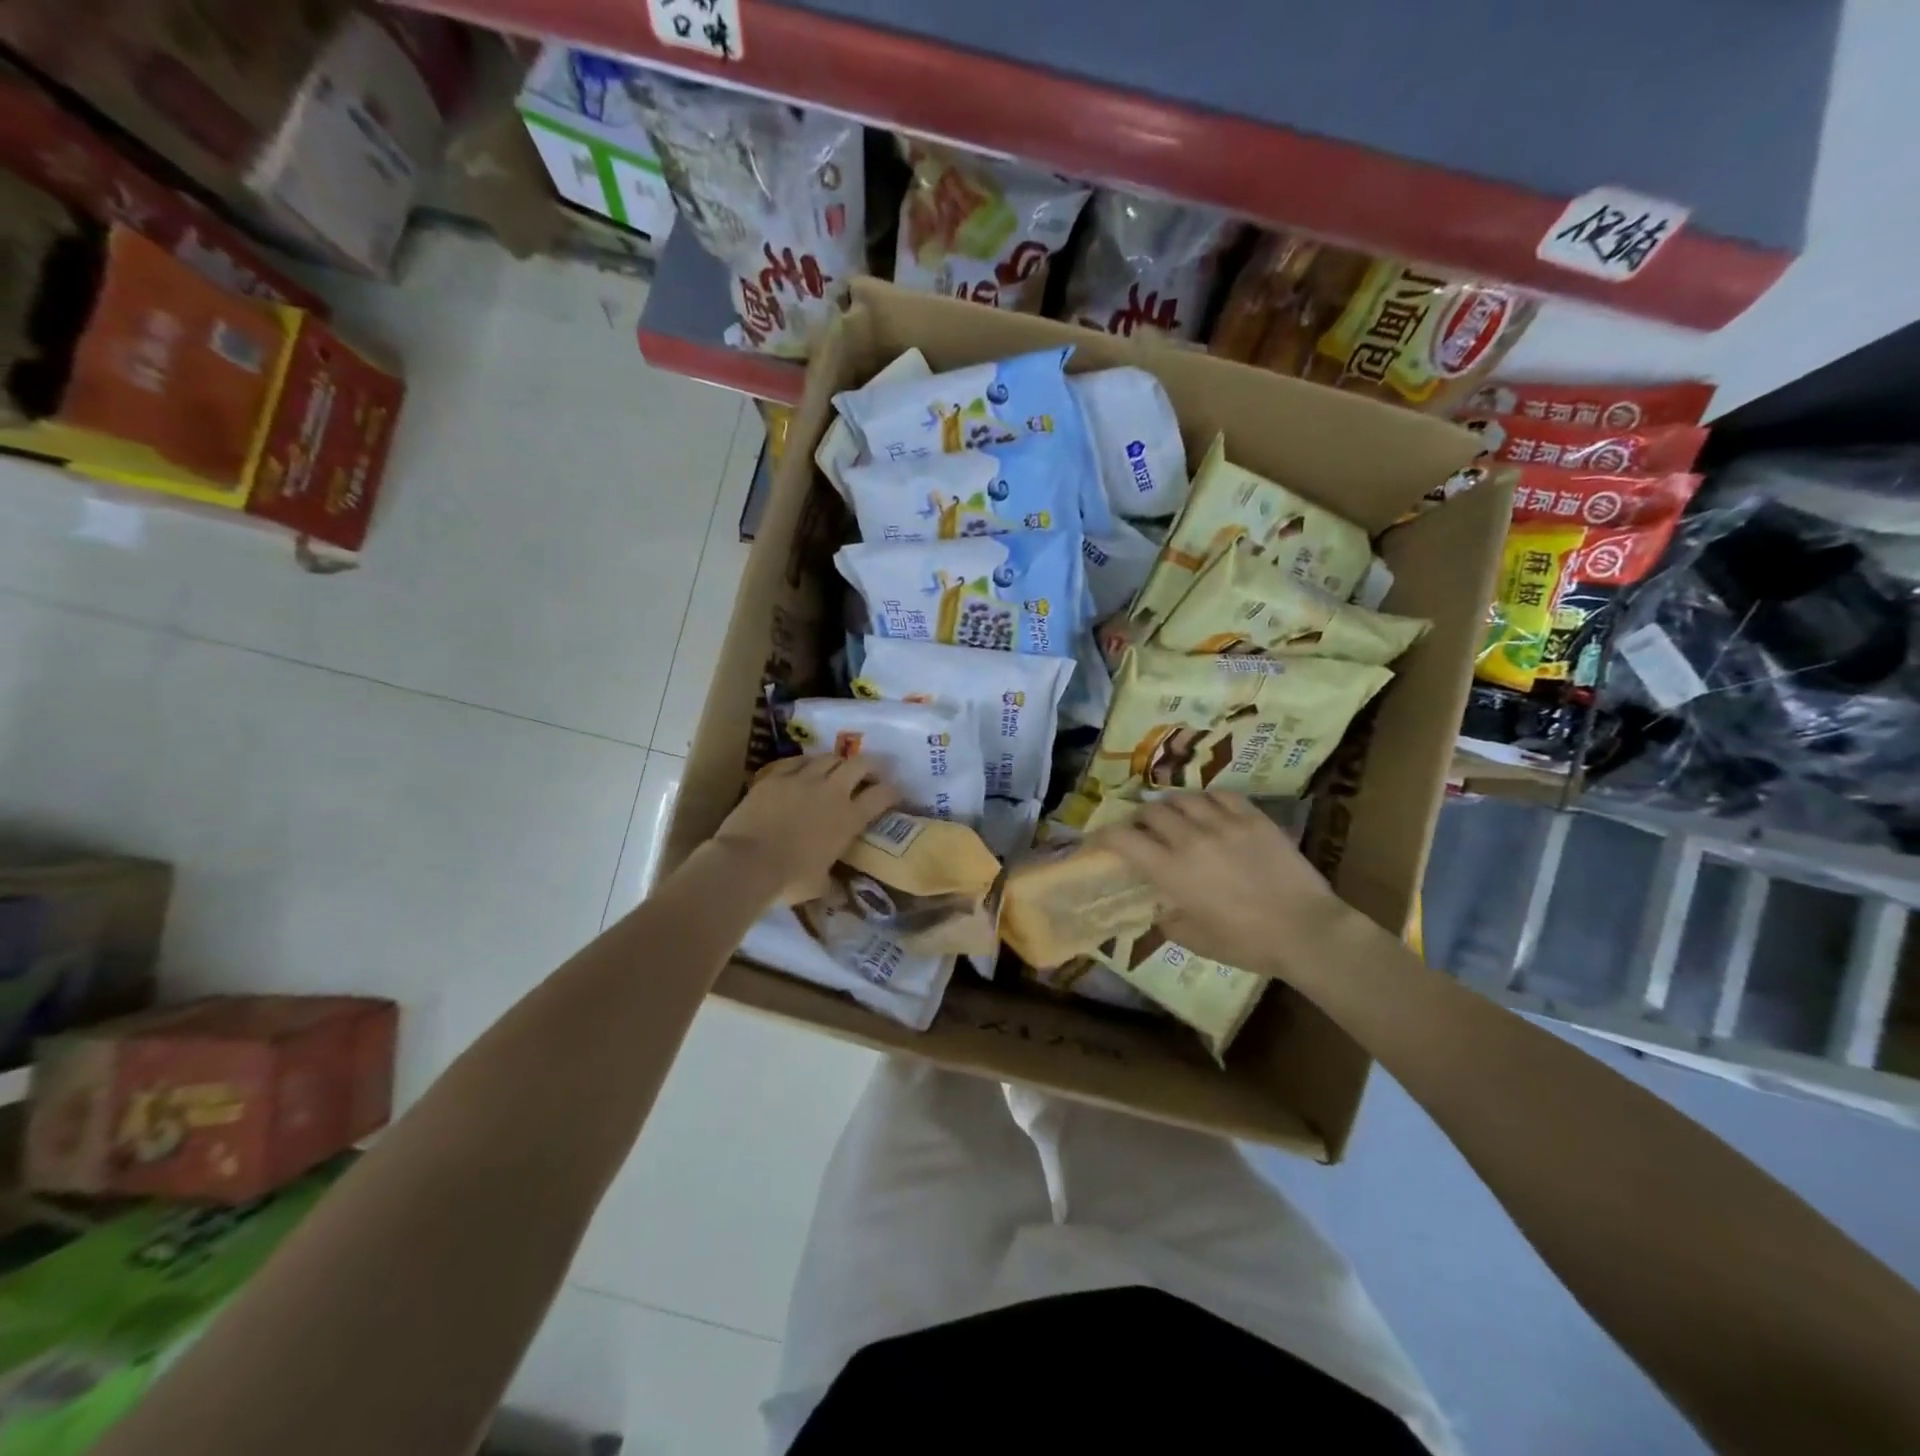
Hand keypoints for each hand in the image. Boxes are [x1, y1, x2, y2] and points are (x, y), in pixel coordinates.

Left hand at [706, 756, 900, 900]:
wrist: (746, 863)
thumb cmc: (788, 879)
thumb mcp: (819, 886)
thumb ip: (833, 885)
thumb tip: (841, 896)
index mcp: (849, 819)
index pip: (881, 795)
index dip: (892, 792)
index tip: (894, 794)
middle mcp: (831, 792)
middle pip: (859, 764)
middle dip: (870, 765)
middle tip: (870, 774)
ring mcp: (802, 780)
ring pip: (829, 757)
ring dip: (838, 762)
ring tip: (837, 770)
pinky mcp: (775, 776)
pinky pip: (796, 761)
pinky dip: (806, 763)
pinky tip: (805, 768)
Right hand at [1098, 793, 1341, 976]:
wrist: (1305, 930)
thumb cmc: (1247, 943)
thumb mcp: (1196, 941)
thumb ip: (1169, 922)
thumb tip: (1159, 910)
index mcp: (1170, 871)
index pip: (1123, 839)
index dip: (1105, 835)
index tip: (1101, 839)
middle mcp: (1190, 839)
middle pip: (1151, 811)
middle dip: (1140, 819)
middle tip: (1144, 829)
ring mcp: (1223, 824)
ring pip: (1184, 798)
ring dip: (1172, 805)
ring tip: (1176, 814)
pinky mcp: (1253, 818)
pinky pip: (1221, 795)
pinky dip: (1208, 799)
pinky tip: (1209, 808)